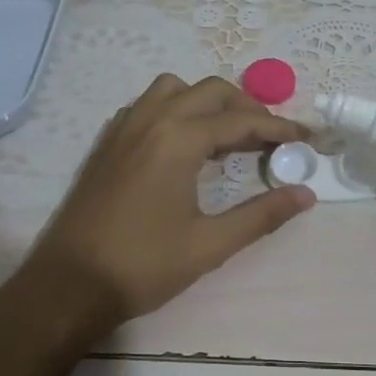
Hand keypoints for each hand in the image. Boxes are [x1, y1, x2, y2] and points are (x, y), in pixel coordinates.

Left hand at [0, 75, 314, 361]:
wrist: (68, 285)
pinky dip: (175, 110)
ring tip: (227, 136)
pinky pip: (148, 105)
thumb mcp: (209, 245)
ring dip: (207, 102)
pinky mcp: (107, 142)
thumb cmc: (142, 266)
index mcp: (178, 139)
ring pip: (174, 90)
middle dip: (247, 108)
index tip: (307, 139)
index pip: (241, 120)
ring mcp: (124, 127)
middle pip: (211, 91)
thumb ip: (261, 215)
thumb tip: (306, 194)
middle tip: (271, 139)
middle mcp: (151, 120)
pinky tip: (182, 145)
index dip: (279, 128)